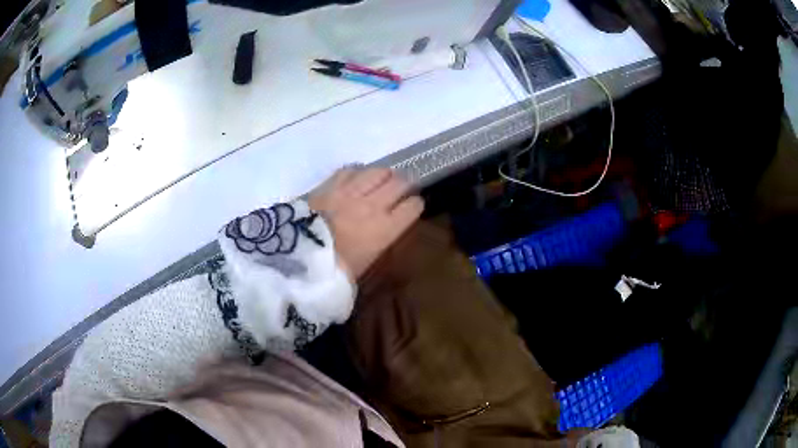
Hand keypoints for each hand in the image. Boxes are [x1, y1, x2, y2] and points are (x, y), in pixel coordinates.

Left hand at [309, 167, 423, 278]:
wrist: (297, 257)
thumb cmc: (334, 271)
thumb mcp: (365, 268)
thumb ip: (379, 248)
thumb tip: (386, 237)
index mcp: (384, 229)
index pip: (412, 206)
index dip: (415, 205)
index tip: (412, 206)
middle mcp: (372, 204)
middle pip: (400, 182)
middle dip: (405, 185)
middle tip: (401, 190)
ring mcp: (350, 191)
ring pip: (378, 171)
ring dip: (384, 175)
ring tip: (380, 181)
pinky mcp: (330, 184)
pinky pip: (351, 169)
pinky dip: (358, 173)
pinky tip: (356, 179)